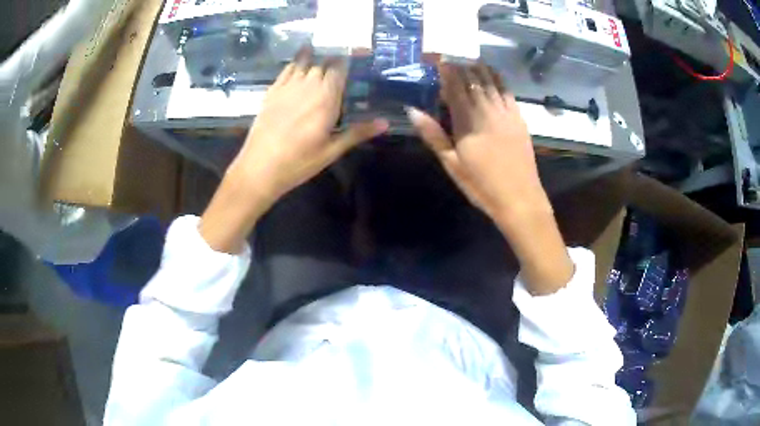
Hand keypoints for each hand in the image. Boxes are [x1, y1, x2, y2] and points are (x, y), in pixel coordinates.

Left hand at [200, 48, 388, 252]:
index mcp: (326, 99)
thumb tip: (385, 123)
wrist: (260, 167)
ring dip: (316, 57)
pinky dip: (295, 62)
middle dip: (334, 59)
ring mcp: (287, 87)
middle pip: (324, 63)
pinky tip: (299, 61)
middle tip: (342, 61)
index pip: (340, 69)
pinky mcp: (272, 91)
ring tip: (323, 53)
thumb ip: (358, 132)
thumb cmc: (299, 162)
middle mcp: (308, 86)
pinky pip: (286, 69)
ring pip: (305, 63)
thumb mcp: (332, 150)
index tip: (358, 55)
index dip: (349, 59)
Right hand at [407, 63, 548, 221]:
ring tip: (468, 59)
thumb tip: (412, 110)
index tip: (437, 58)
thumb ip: (433, 135)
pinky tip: (493, 73)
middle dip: (460, 66)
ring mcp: (506, 113)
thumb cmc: (481, 185)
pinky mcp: (519, 119)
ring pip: (491, 82)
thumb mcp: (451, 164)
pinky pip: (508, 91)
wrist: (519, 199)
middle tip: (450, 56)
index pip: (455, 87)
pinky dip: (499, 79)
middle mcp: (487, 110)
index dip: (446, 70)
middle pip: (472, 80)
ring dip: (479, 68)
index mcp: (467, 121)